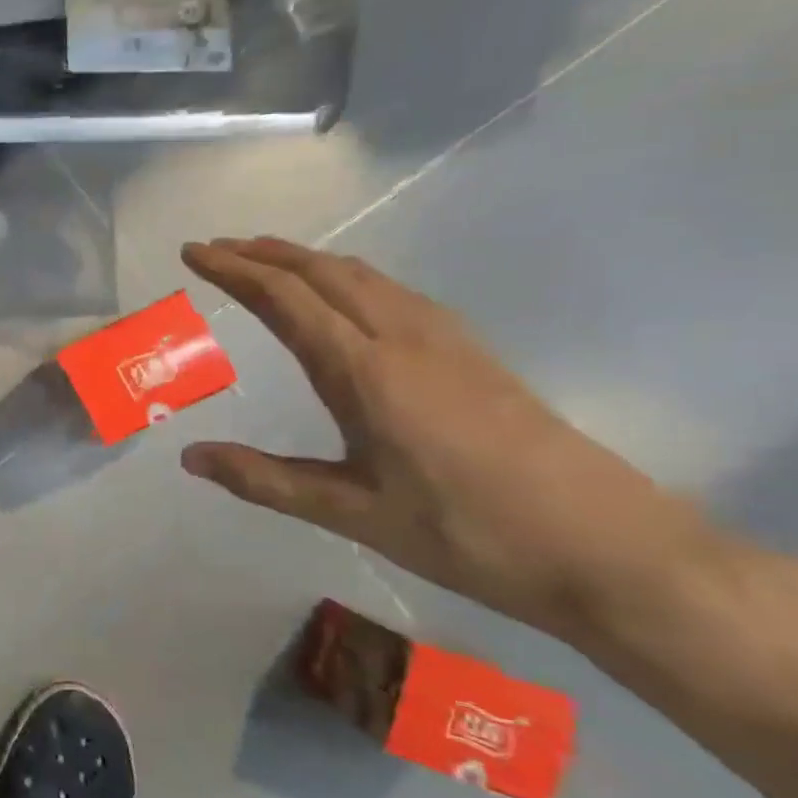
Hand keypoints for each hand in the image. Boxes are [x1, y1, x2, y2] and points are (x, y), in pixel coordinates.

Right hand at [178, 237, 718, 635]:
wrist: (608, 548)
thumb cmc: (466, 532)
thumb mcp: (351, 512)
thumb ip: (264, 480)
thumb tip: (190, 457)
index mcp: (366, 371)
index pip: (285, 299)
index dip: (234, 271)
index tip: (193, 253)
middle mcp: (403, 338)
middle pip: (323, 272)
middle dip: (264, 253)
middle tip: (216, 249)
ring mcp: (445, 340)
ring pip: (362, 275)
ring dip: (306, 260)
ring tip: (266, 261)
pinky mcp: (472, 352)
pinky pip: (393, 291)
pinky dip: (347, 276)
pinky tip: (344, 296)